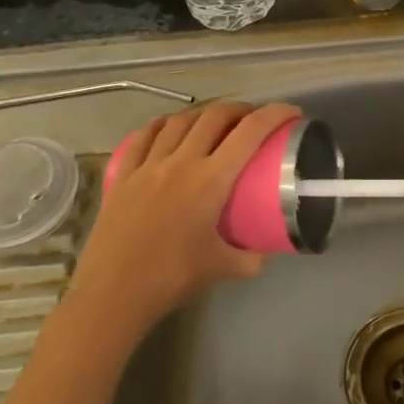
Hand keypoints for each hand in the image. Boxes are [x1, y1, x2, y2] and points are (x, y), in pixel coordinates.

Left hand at [69, 100, 301, 339]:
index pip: (250, 133)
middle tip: (252, 119)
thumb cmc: (172, 279)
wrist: (113, 294)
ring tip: (215, 122)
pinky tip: (168, 127)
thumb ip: (252, 258)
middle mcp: (180, 162)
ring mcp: (147, 165)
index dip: (274, 115)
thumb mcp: (224, 269)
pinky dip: (162, 125)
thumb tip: (268, 250)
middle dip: (239, 109)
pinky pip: (143, 137)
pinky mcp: (122, 175)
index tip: (290, 112)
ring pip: (179, 121)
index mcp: (210, 180)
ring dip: (203, 114)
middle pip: (214, 116)